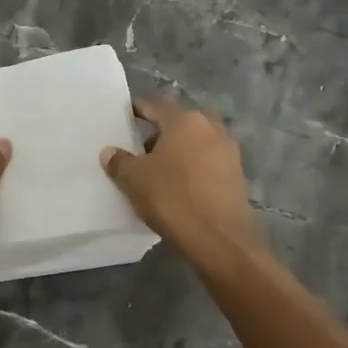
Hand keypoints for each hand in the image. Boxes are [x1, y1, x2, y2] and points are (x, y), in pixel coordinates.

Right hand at [101, 100, 261, 270]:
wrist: (220, 240)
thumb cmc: (173, 198)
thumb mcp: (134, 179)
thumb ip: (119, 161)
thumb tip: (110, 152)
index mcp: (185, 120)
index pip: (154, 107)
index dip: (136, 111)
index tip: (122, 117)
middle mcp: (211, 127)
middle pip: (177, 124)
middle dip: (157, 135)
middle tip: (137, 151)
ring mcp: (228, 151)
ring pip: (193, 144)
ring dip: (176, 153)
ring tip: (156, 172)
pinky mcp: (237, 175)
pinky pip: (206, 163)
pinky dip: (191, 169)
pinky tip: (177, 187)